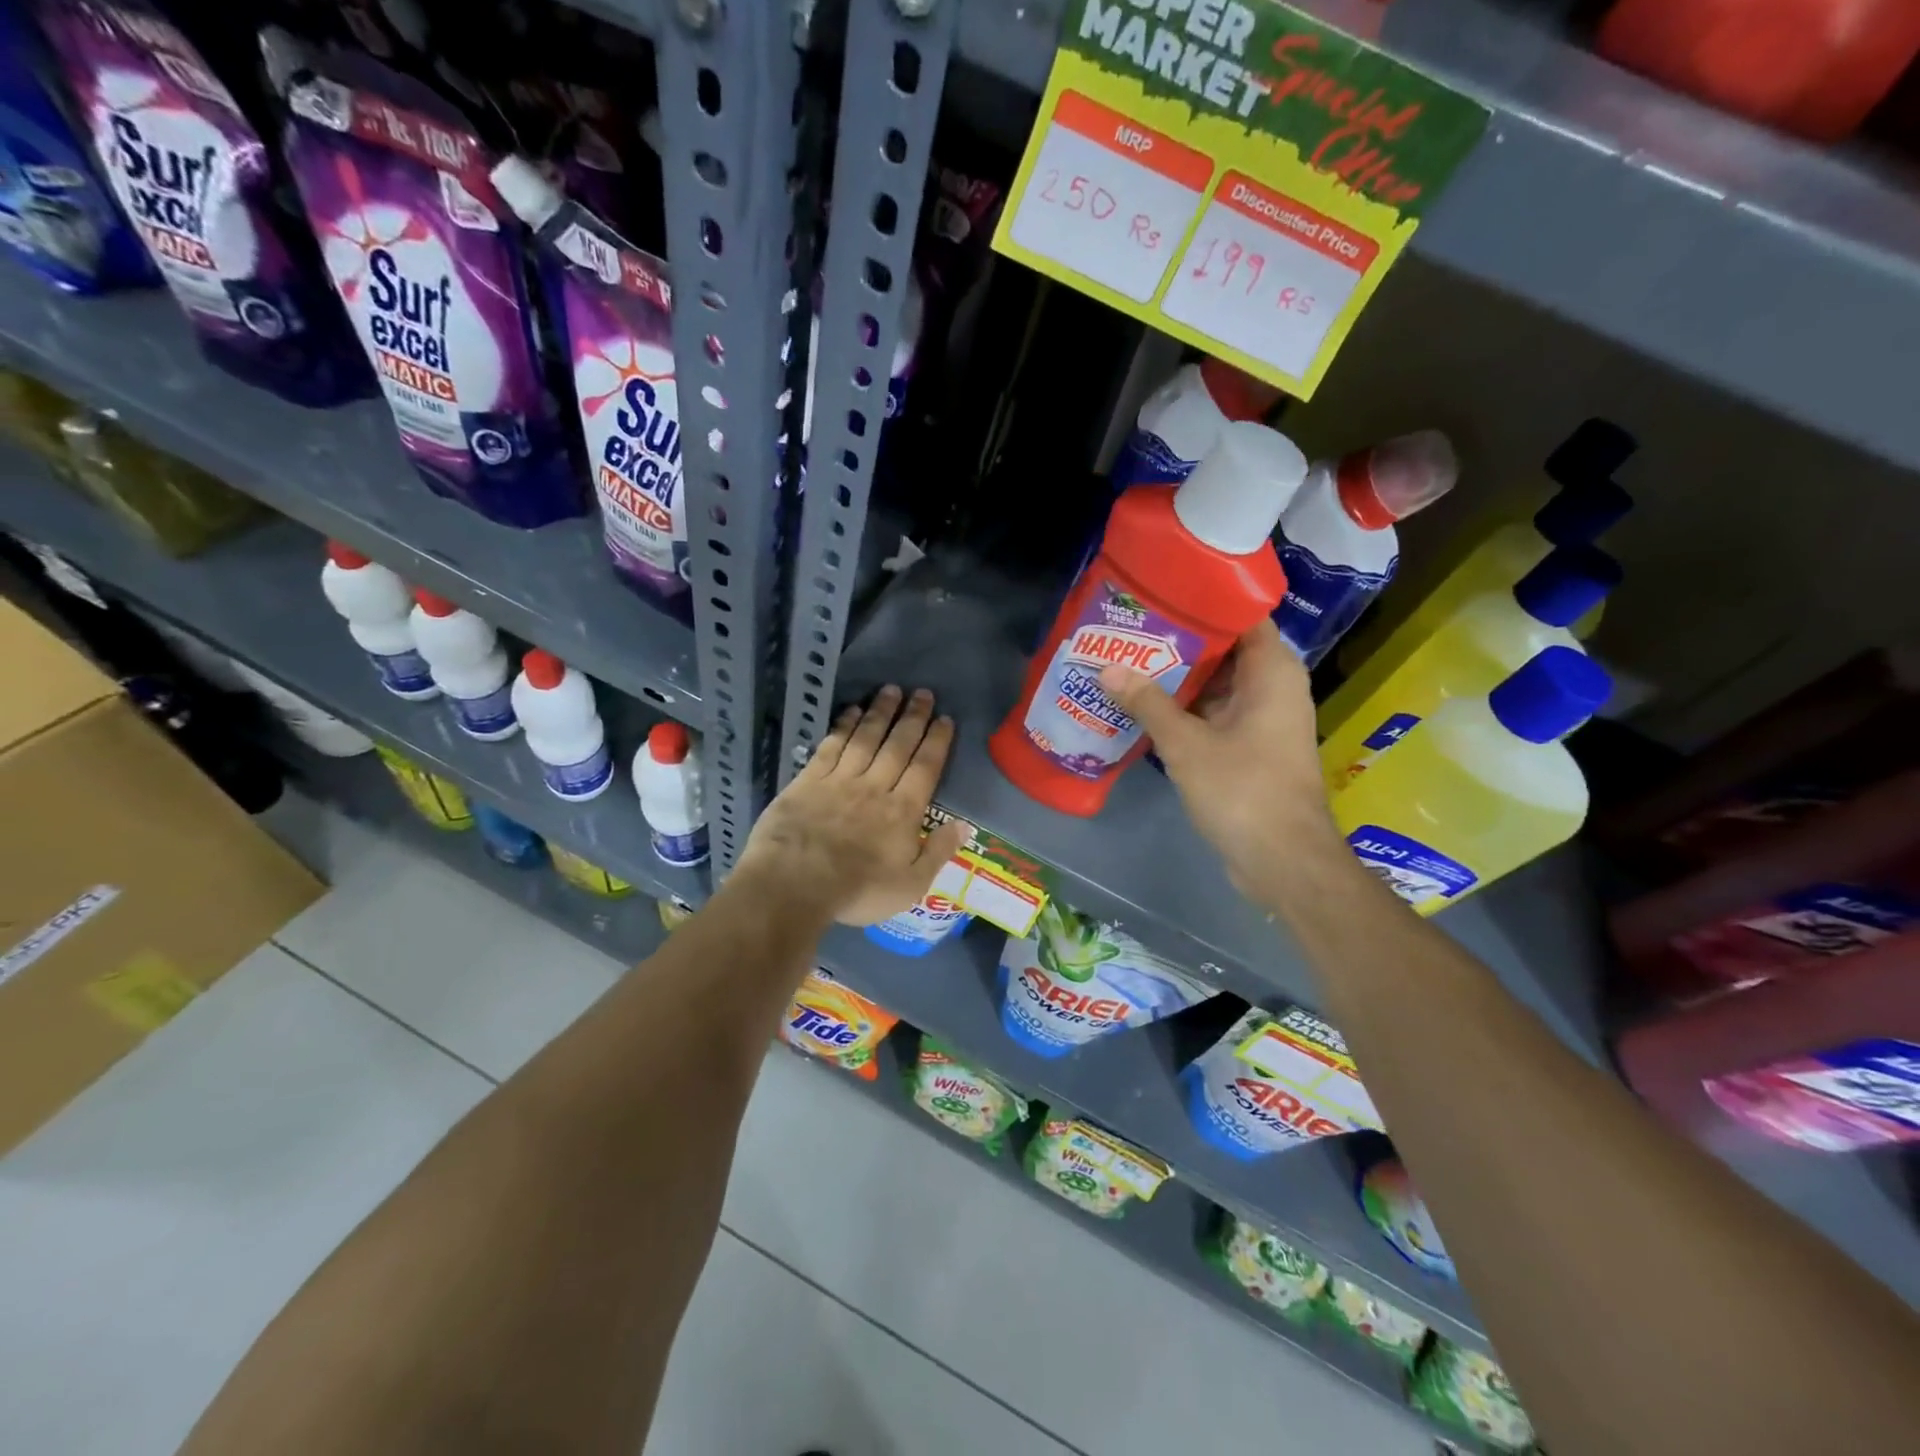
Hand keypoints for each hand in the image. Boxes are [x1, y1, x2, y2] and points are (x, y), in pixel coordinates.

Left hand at [737, 686, 970, 926]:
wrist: (793, 885)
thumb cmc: (856, 891)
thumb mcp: (909, 885)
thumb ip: (937, 853)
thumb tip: (965, 825)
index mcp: (903, 811)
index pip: (925, 767)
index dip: (937, 741)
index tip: (944, 718)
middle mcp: (875, 786)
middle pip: (898, 745)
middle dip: (913, 717)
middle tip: (922, 692)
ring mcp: (840, 780)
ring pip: (866, 738)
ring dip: (880, 712)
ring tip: (891, 690)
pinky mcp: (808, 780)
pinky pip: (831, 746)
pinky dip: (843, 726)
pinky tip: (852, 711)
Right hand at [1100, 620, 1340, 899]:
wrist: (1282, 859)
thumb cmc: (1242, 790)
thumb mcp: (1186, 744)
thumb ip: (1147, 703)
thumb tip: (1107, 668)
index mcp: (1272, 672)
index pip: (1242, 615)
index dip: (1203, 600)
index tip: (1161, 593)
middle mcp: (1273, 687)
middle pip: (1225, 648)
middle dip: (1180, 640)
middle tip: (1132, 627)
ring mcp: (1263, 718)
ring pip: (1217, 683)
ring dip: (1179, 676)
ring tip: (1130, 658)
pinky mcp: (1251, 746)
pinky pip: (1216, 712)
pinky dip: (1186, 707)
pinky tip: (1145, 704)